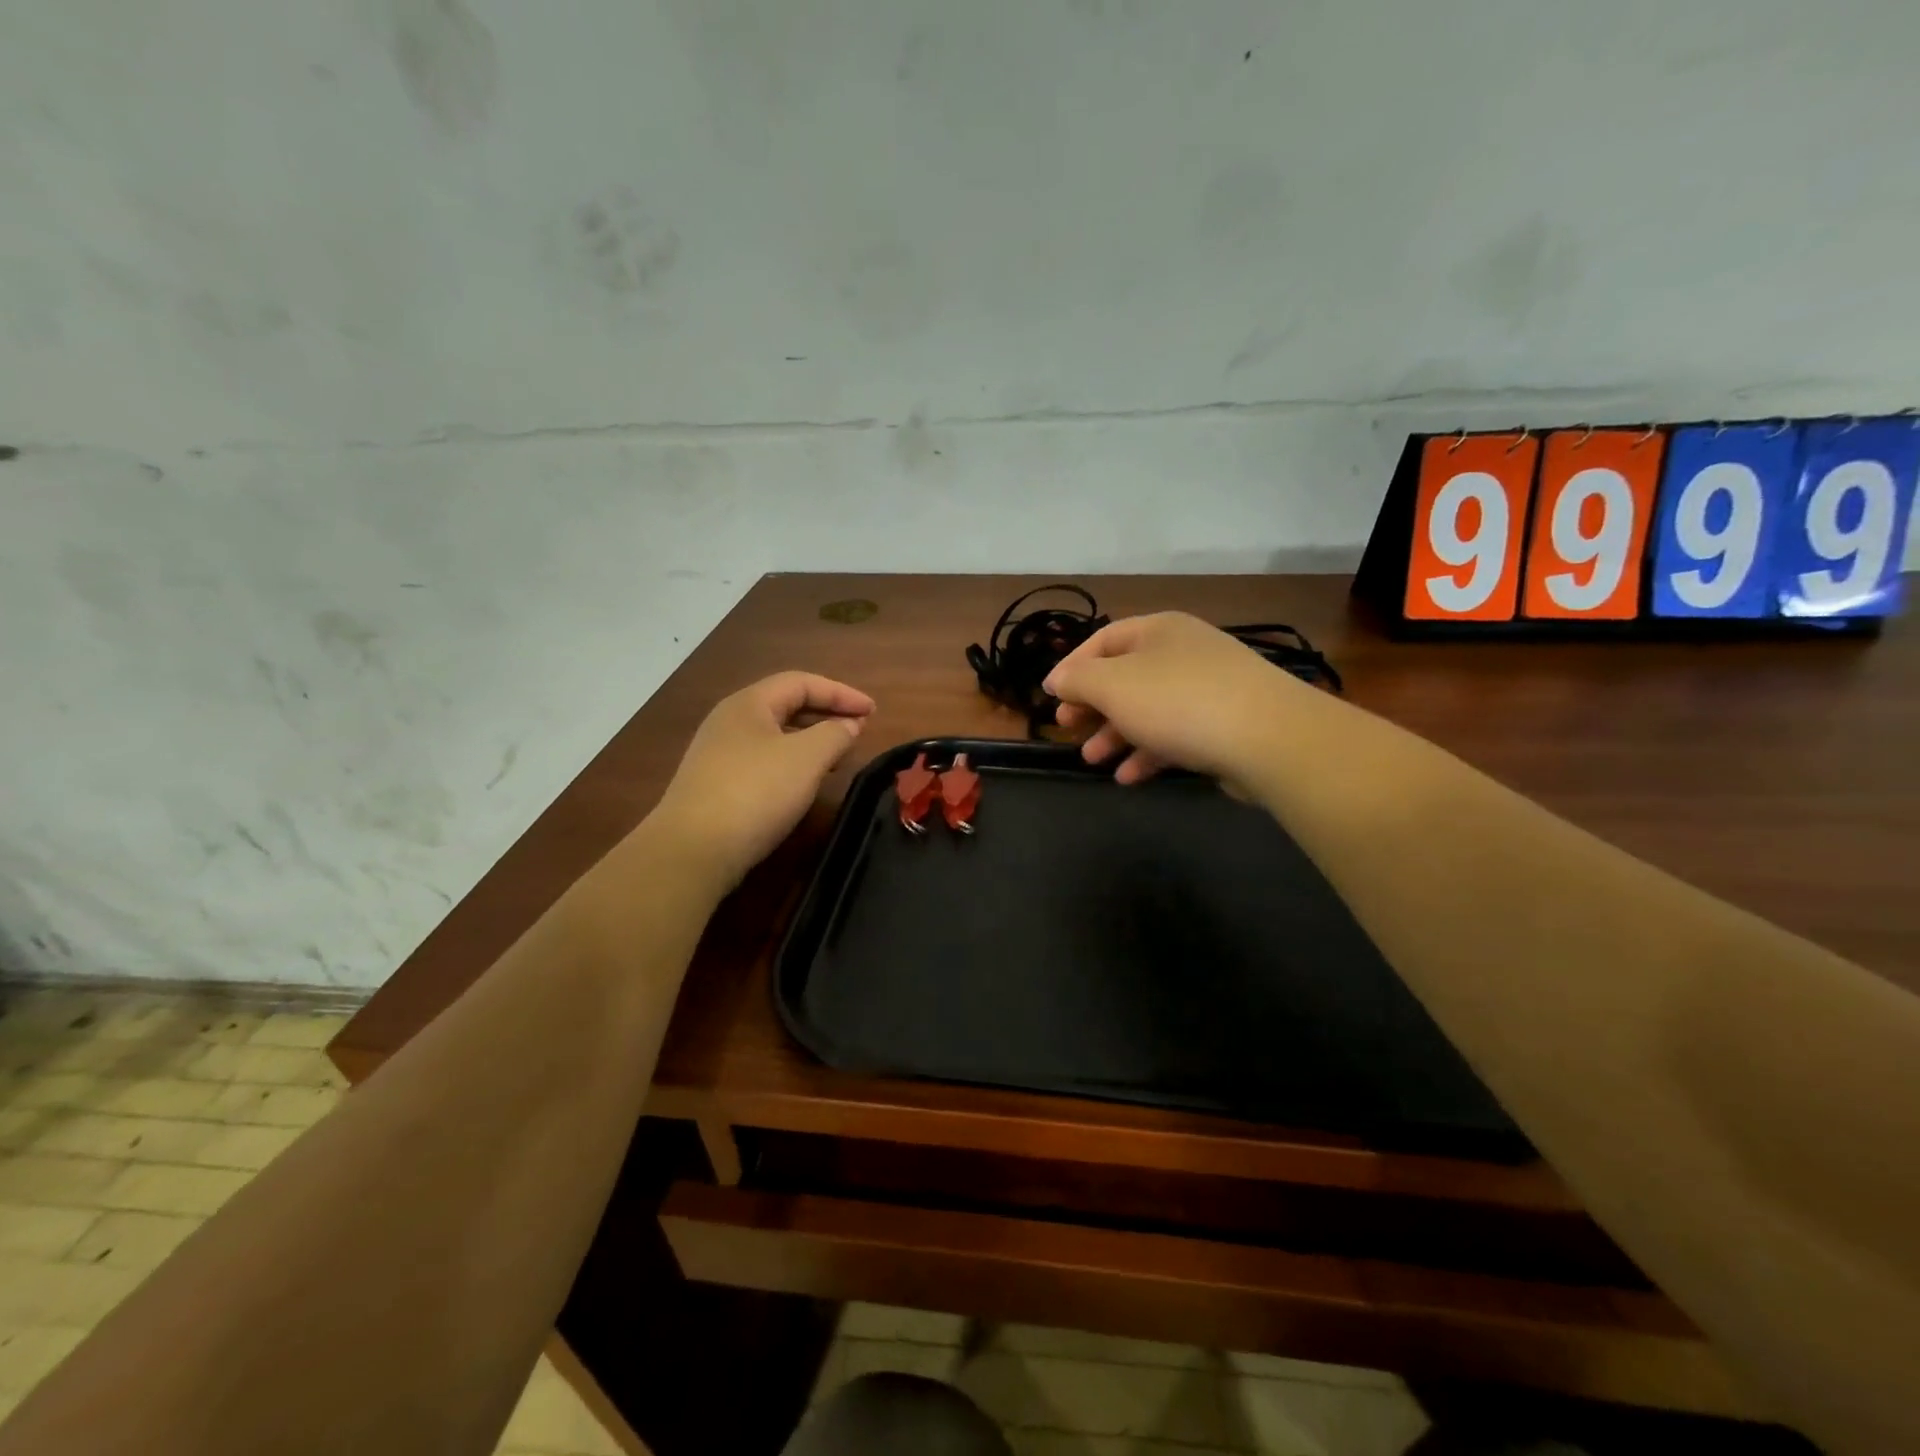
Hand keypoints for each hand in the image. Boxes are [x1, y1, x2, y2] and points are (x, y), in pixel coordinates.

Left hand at [651, 672, 874, 887]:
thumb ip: (835, 734)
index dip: (840, 692)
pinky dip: (792, 763)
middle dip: (825, 713)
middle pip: (785, 705)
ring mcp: (718, 754)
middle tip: (858, 730)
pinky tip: (804, 784)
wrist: (692, 850)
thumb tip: (849, 724)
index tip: (872, 711)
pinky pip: (763, 760)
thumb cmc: (755, 792)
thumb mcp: (807, 758)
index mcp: (749, 703)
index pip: (801, 682)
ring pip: (774, 735)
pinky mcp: (715, 785)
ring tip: (838, 757)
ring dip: (810, 740)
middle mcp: (729, 721)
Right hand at [1045, 613, 1293, 785]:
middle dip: (1093, 705)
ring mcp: (1208, 689)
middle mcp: (1184, 653)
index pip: (1103, 640)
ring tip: (1092, 760)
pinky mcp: (1224, 725)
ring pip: (1149, 709)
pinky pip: (1176, 734)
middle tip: (1068, 728)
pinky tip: (1129, 777)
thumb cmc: (1177, 702)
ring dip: (1116, 734)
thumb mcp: (1113, 686)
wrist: (1268, 738)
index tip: (1051, 697)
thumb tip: (1057, 679)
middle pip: (1125, 676)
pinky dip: (1149, 753)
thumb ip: (1078, 680)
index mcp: (1158, 631)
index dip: (1072, 667)